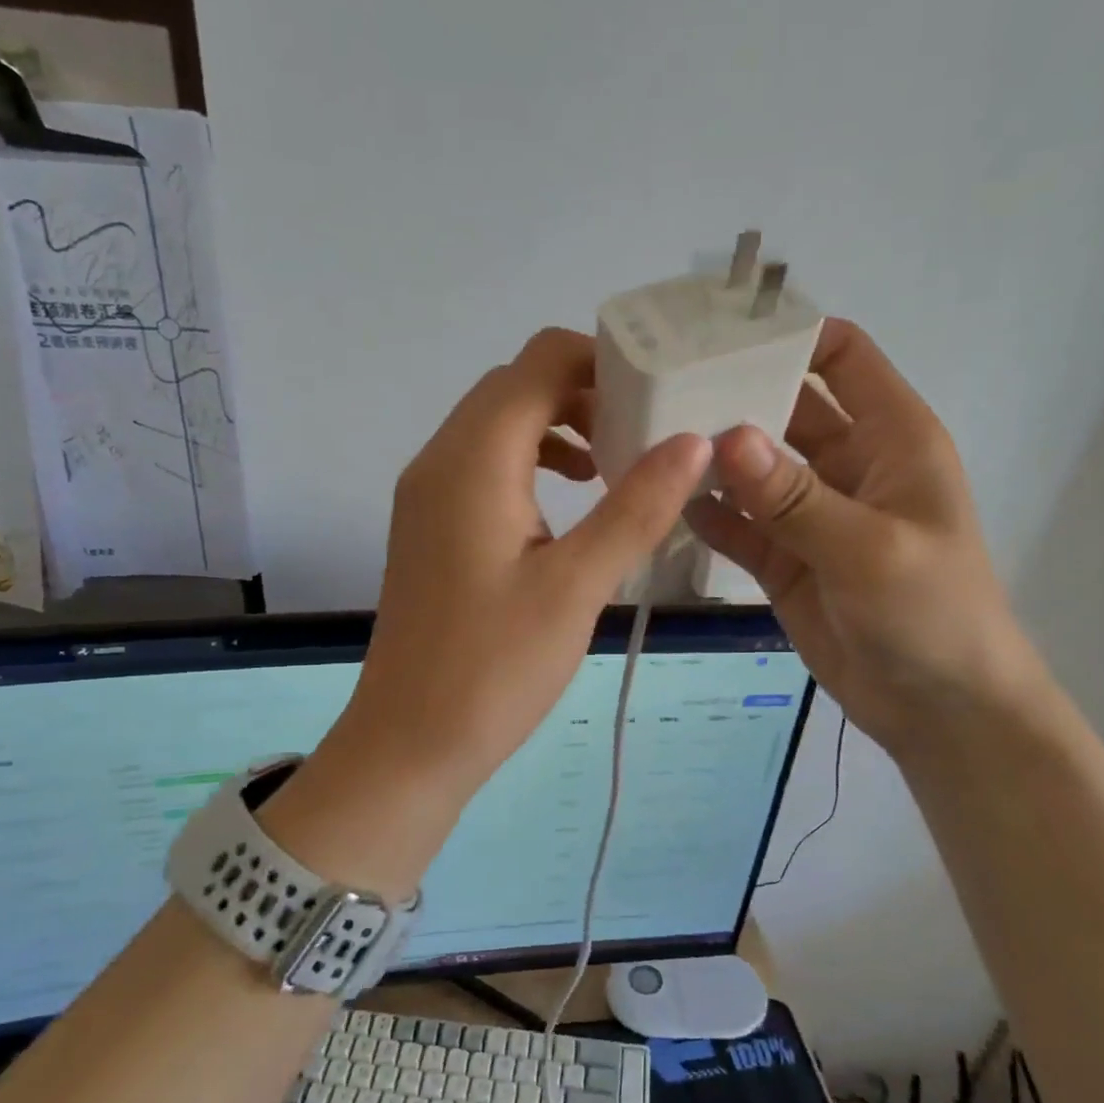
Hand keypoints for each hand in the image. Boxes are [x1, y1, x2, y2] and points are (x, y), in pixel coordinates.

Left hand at [324, 327, 710, 813]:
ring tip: (615, 467)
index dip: (602, 361)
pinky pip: (483, 467)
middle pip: (516, 386)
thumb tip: (693, 441)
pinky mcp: (430, 527)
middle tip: (647, 432)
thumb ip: (636, 507)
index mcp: (473, 460)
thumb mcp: (577, 586)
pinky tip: (570, 507)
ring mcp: (427, 494)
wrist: (410, 741)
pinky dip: (531, 464)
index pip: (538, 362)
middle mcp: (440, 460)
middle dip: (585, 393)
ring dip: (558, 429)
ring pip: (498, 426)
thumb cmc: (495, 668)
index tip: (659, 394)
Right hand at [684, 319, 1038, 752]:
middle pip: (783, 408)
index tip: (718, 331)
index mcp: (889, 438)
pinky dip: (707, 514)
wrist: (939, 708)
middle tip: (658, 387)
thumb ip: (795, 497)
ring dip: (710, 457)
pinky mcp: (783, 560)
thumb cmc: (931, 614)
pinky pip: (738, 524)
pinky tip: (661, 503)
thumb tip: (729, 437)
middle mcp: (846, 464)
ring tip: (644, 441)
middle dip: (731, 395)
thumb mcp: (868, 549)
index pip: (841, 356)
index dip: (789, 334)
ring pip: (752, 469)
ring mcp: (810, 515)